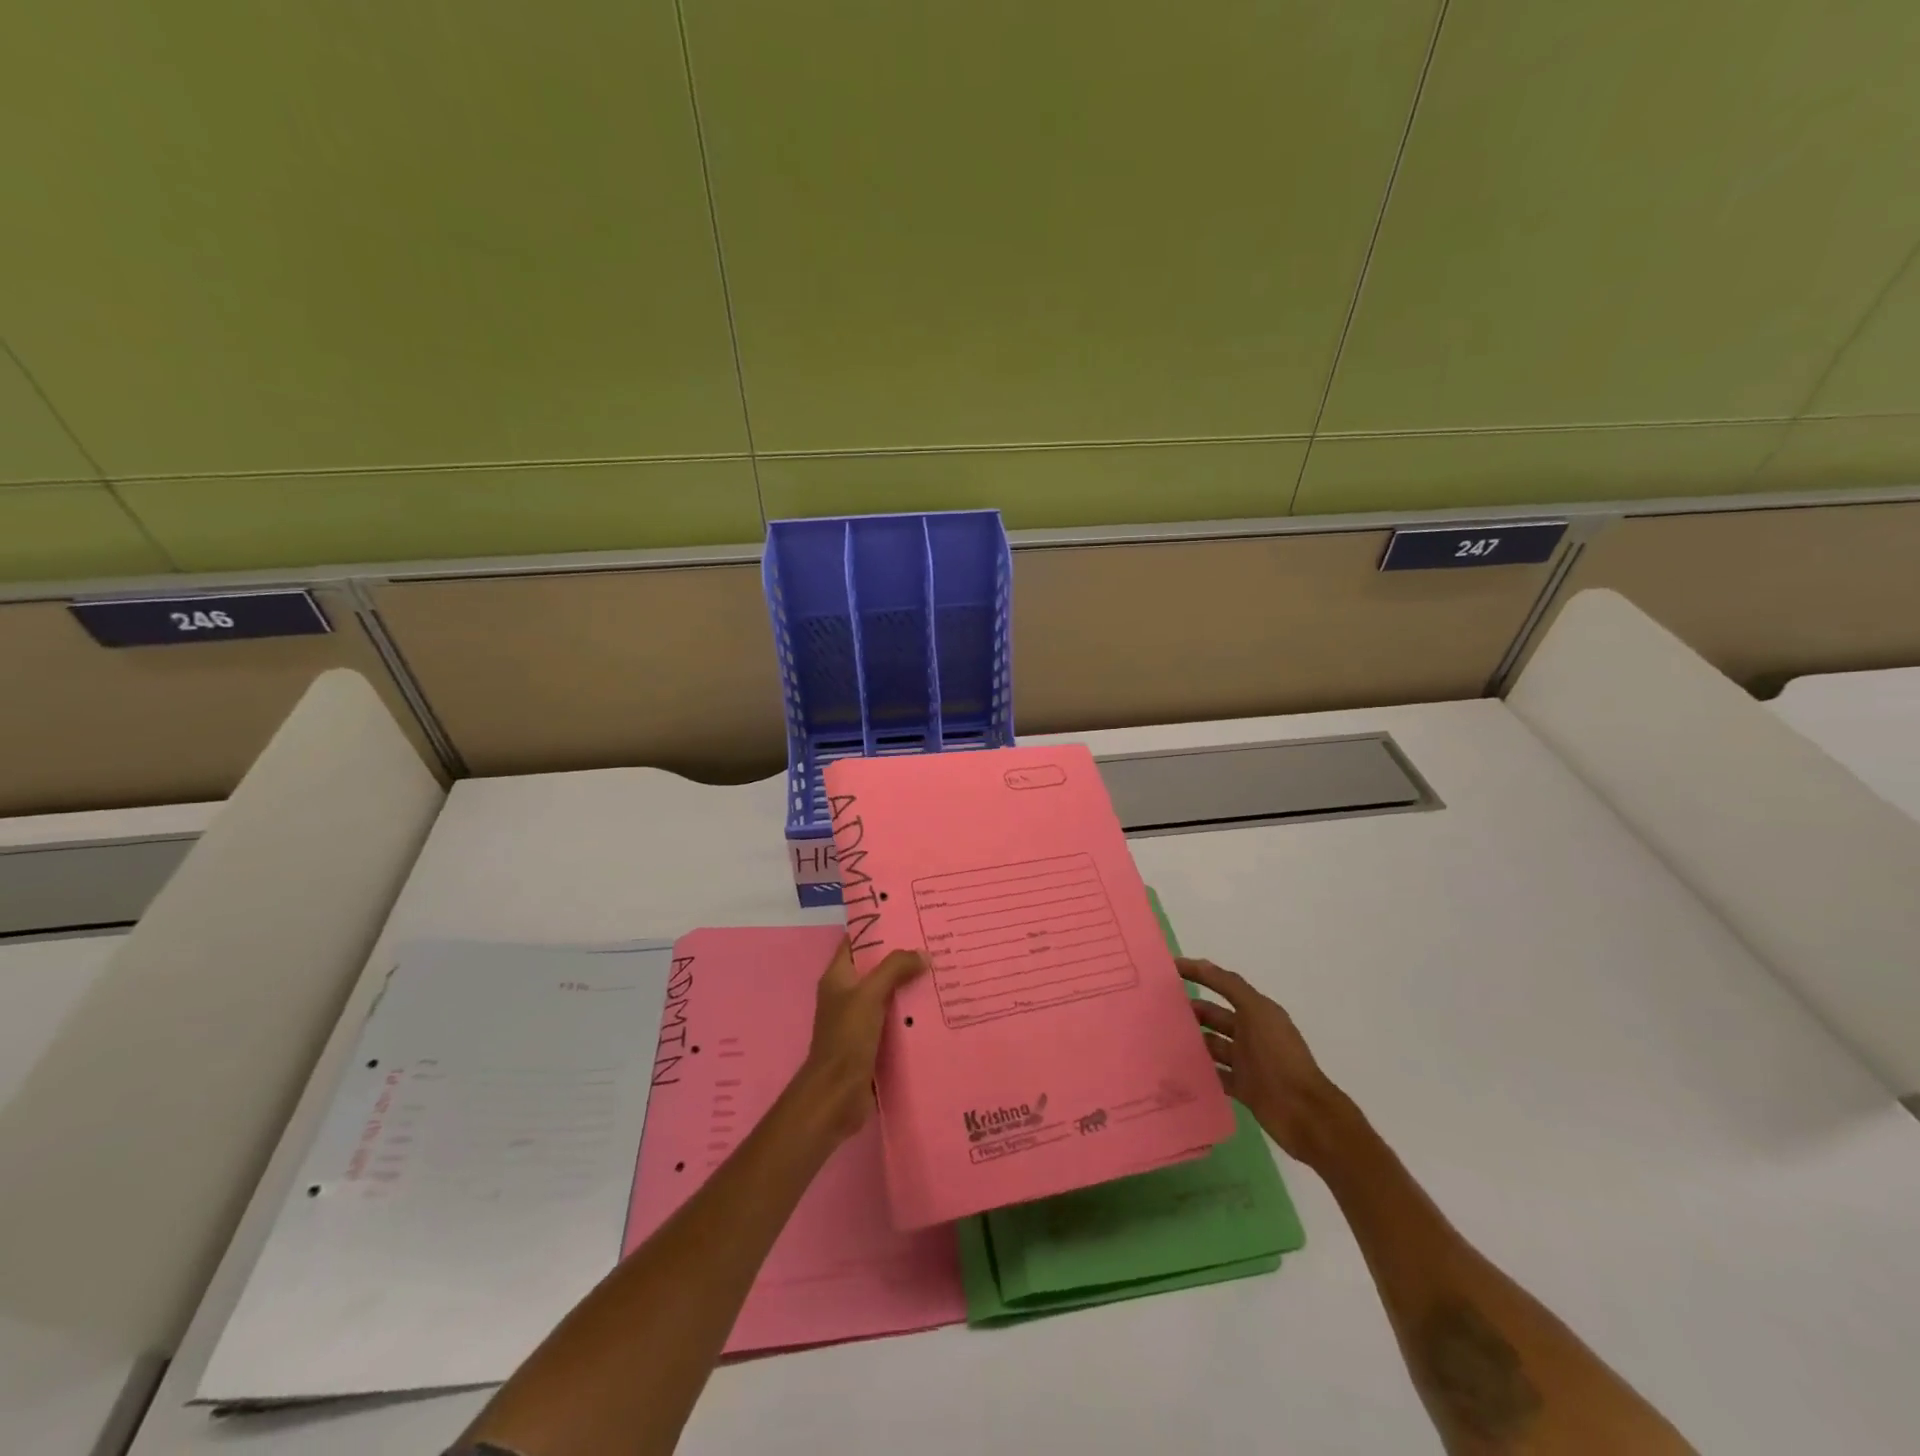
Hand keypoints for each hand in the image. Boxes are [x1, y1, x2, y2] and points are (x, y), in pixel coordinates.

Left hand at [796, 938, 926, 1140]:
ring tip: (943, 971)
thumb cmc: (846, 1038)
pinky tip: (937, 1008)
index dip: (878, 927)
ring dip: (910, 986)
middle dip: (902, 958)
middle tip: (935, 944)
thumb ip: (894, 969)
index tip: (909, 918)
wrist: (836, 1096)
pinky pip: (895, 1020)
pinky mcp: (872, 1043)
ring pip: (888, 994)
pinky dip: (912, 1013)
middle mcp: (847, 994)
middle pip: (876, 967)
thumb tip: (922, 953)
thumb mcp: (869, 995)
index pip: (857, 941)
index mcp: (838, 977)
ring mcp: (859, 1020)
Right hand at [1179, 957, 1351, 1166]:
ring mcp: (1247, 1062)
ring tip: (1161, 1039)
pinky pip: (1216, 1075)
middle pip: (1216, 1016)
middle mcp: (1252, 1033)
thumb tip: (1200, 963)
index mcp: (1258, 1012)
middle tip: (1158, 1009)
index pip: (1224, 985)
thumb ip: (1230, 986)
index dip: (1200, 974)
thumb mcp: (1256, 1012)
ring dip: (1193, 1041)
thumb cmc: (1278, 1057)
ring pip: (1213, 1045)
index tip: (1171, 968)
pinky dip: (1200, 1072)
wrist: (1304, 1113)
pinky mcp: (1244, 1088)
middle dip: (1191, 1010)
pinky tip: (1177, 1069)